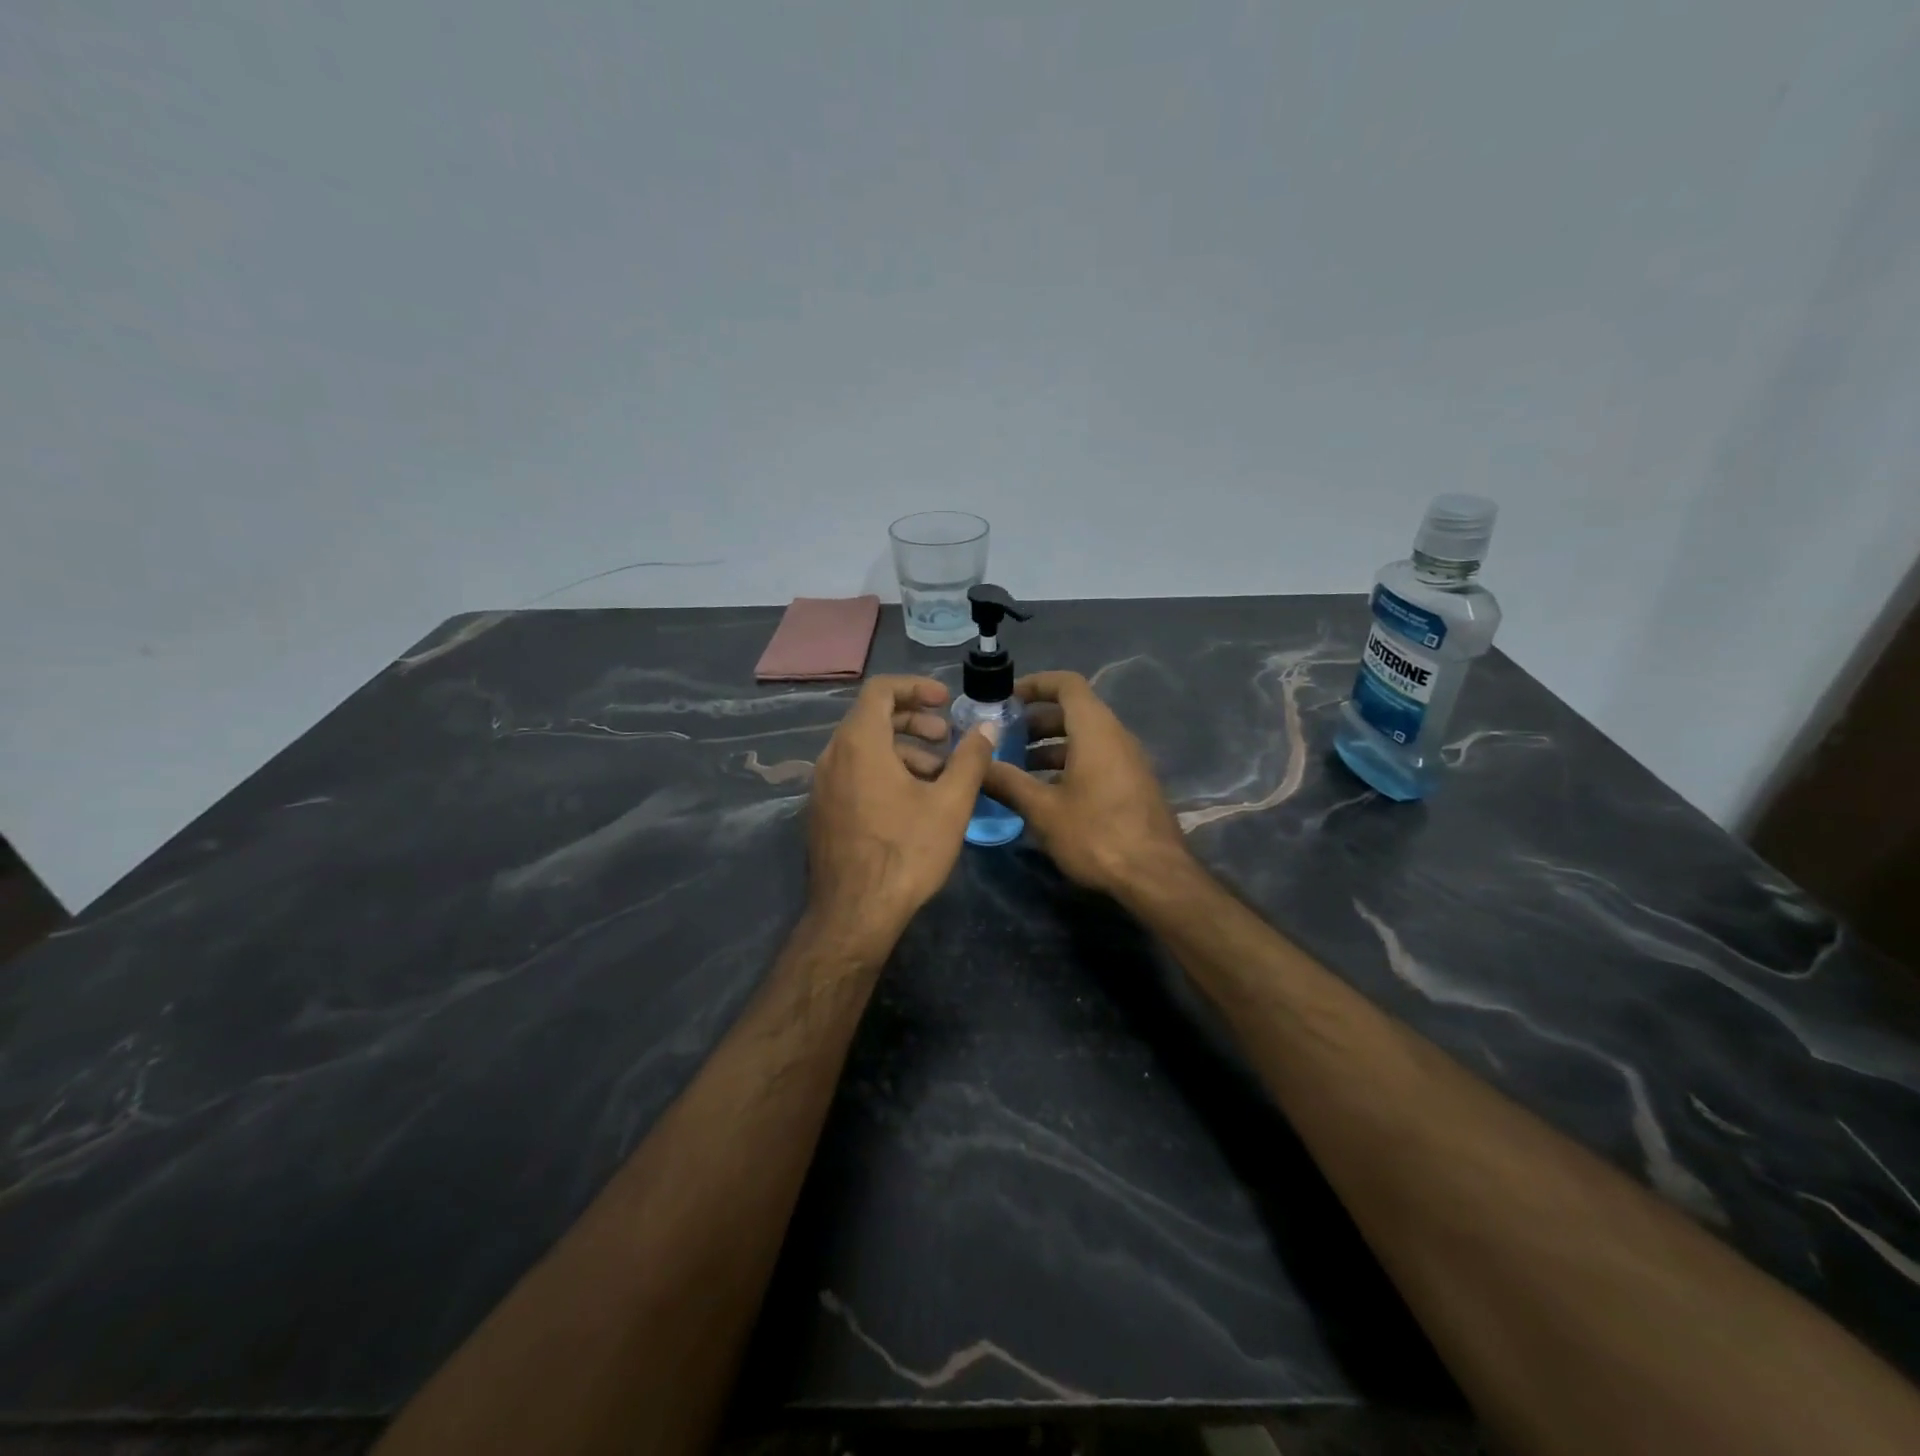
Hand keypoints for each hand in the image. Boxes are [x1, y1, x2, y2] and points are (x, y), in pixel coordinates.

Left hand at [805, 675, 998, 950]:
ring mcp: (822, 786)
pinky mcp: (822, 811)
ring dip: (902, 750)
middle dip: (913, 722)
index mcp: (859, 743)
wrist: (854, 914)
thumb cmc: (906, 852)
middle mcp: (832, 756)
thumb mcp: (950, 803)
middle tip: (946, 738)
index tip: (945, 700)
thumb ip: (970, 758)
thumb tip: (988, 726)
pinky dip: (883, 771)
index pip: (881, 690)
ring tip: (938, 775)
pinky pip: (853, 773)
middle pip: (871, 718)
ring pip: (863, 749)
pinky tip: (911, 802)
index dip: (916, 687)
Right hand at [980, 671, 1191, 898]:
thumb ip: (1008, 782)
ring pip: (1085, 738)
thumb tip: (977, 766)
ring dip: (1050, 746)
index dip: (1036, 684)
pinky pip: (1097, 759)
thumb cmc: (1096, 834)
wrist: (1155, 877)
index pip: (1067, 684)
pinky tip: (1046, 793)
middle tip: (1004, 738)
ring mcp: (1128, 761)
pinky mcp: (1132, 785)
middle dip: (1036, 720)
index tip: (1006, 698)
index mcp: (1096, 730)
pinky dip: (1068, 764)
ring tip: (1018, 769)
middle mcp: (1116, 737)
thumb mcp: (1043, 810)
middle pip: (1074, 711)